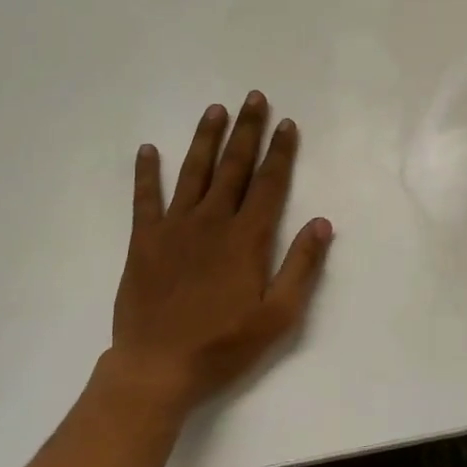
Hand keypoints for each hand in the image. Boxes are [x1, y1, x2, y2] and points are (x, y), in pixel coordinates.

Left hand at [103, 91, 332, 415]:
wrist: (157, 368)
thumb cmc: (224, 345)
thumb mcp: (278, 316)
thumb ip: (301, 267)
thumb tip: (322, 223)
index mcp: (246, 238)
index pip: (269, 184)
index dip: (280, 152)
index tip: (287, 124)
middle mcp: (212, 222)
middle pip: (234, 167)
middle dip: (247, 131)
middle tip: (254, 98)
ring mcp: (174, 228)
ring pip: (193, 172)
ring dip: (206, 139)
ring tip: (215, 110)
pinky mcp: (143, 241)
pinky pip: (144, 199)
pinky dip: (146, 173)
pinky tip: (148, 149)